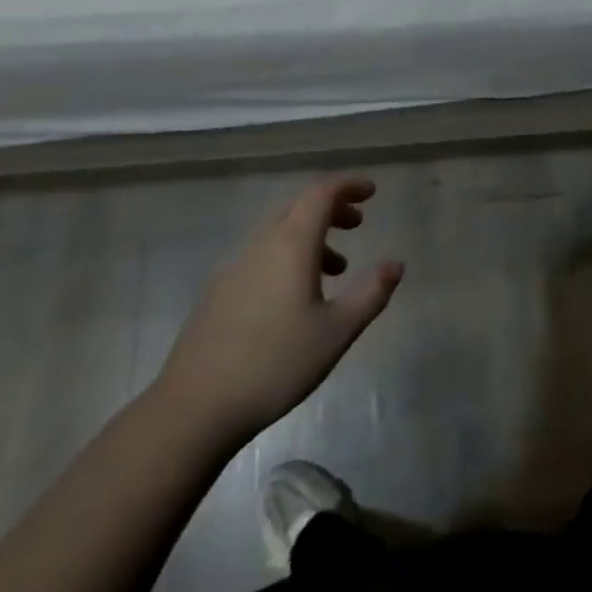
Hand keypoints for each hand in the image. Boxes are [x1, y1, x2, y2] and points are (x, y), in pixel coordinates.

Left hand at [153, 177, 403, 437]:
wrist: (196, 406)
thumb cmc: (276, 363)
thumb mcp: (337, 332)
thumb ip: (371, 293)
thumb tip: (395, 264)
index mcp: (291, 244)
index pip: (321, 193)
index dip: (349, 185)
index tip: (372, 191)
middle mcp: (261, 244)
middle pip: (298, 206)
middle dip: (332, 206)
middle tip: (359, 222)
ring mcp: (235, 266)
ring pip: (279, 231)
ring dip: (312, 234)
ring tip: (337, 268)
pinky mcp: (220, 290)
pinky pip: (262, 254)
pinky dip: (289, 255)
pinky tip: (297, 296)